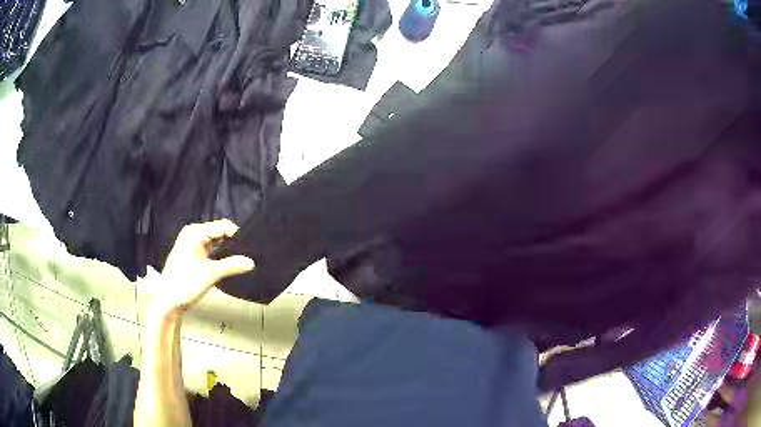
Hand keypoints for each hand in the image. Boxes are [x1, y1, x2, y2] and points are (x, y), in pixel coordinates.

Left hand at [148, 220, 254, 317]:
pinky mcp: (195, 255)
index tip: (251, 248)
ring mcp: (193, 244)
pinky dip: (221, 254)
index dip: (237, 235)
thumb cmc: (186, 283)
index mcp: (195, 232)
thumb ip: (232, 265)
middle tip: (249, 253)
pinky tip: (232, 262)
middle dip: (233, 242)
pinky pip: (212, 249)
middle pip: (219, 232)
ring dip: (228, 249)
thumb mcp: (210, 274)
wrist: (168, 301)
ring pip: (216, 241)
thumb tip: (252, 262)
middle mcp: (194, 234)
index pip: (222, 226)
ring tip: (243, 258)